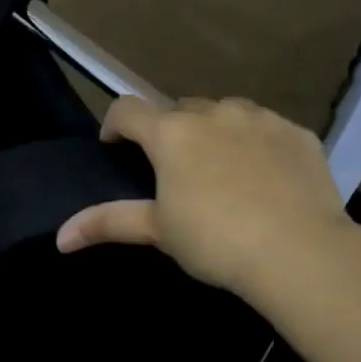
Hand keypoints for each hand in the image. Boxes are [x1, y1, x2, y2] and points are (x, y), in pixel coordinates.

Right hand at [57, 96, 349, 299]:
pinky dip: (256, 144)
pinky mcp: (298, 133)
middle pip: (179, 110)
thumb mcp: (158, 231)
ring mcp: (261, 118)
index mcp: (172, 134)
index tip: (115, 148)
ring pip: (226, 113)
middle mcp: (214, 113)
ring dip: (214, 132)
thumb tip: (60, 237)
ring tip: (221, 172)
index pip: (127, 109)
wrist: (300, 251)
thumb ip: (108, 223)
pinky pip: (266, 129)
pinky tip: (265, 179)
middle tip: (174, 172)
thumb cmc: (215, 240)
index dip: (115, 125)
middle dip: (170, 133)